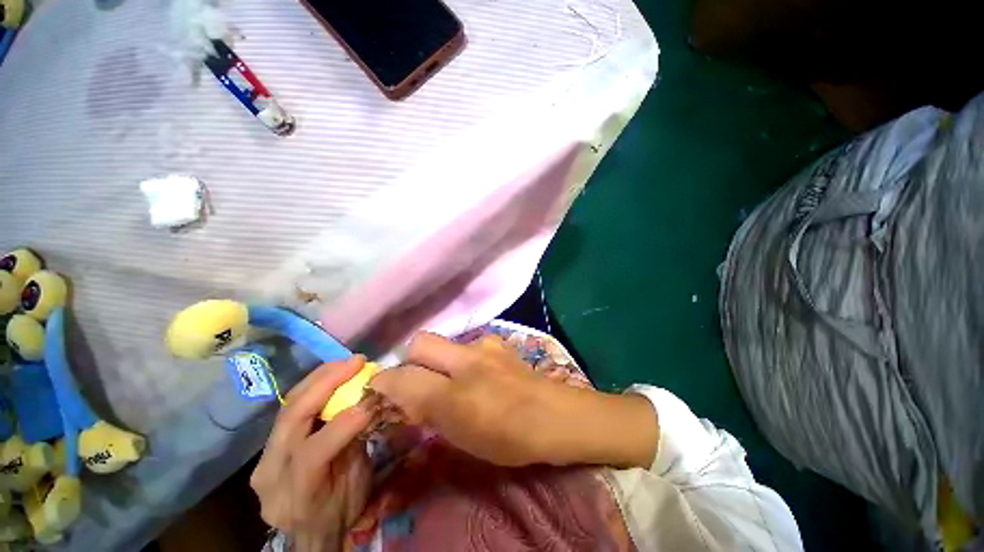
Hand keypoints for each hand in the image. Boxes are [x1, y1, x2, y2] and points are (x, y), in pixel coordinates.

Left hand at [251, 356, 373, 551]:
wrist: (310, 532)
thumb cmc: (341, 511)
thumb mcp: (356, 486)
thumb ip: (356, 444)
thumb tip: (368, 404)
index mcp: (296, 495)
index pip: (312, 453)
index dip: (345, 421)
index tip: (373, 396)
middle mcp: (269, 475)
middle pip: (291, 420)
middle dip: (326, 383)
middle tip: (356, 362)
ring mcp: (263, 460)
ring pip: (287, 407)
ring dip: (319, 378)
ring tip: (346, 362)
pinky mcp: (266, 448)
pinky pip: (288, 410)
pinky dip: (312, 388)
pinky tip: (330, 375)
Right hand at [370, 333, 658, 468]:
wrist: (555, 415)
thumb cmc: (509, 437)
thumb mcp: (462, 435)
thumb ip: (429, 412)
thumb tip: (405, 396)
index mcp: (454, 393)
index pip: (403, 376)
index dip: (385, 381)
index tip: (380, 388)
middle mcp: (466, 360)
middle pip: (421, 342)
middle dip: (410, 359)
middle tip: (415, 380)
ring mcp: (485, 346)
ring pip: (445, 342)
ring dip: (437, 359)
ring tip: (449, 380)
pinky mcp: (497, 344)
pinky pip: (467, 345)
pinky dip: (460, 358)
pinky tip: (475, 373)